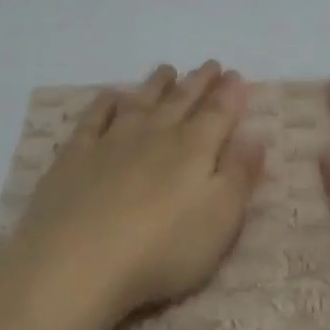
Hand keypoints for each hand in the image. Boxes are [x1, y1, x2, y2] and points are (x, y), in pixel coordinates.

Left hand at [0, 62, 265, 327]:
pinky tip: (111, 96)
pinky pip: (93, 119)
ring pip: (139, 102)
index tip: (236, 76)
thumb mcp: (220, 218)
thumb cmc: (162, 249)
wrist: (75, 264)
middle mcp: (154, 135)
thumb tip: (255, 136)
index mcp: (194, 149)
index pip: (218, 113)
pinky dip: (105, 103)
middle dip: (198, 83)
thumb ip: (240, 175)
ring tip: (167, 70)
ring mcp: (111, 143)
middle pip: (181, 101)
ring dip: (156, 85)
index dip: (230, 94)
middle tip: (210, 65)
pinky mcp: (74, 158)